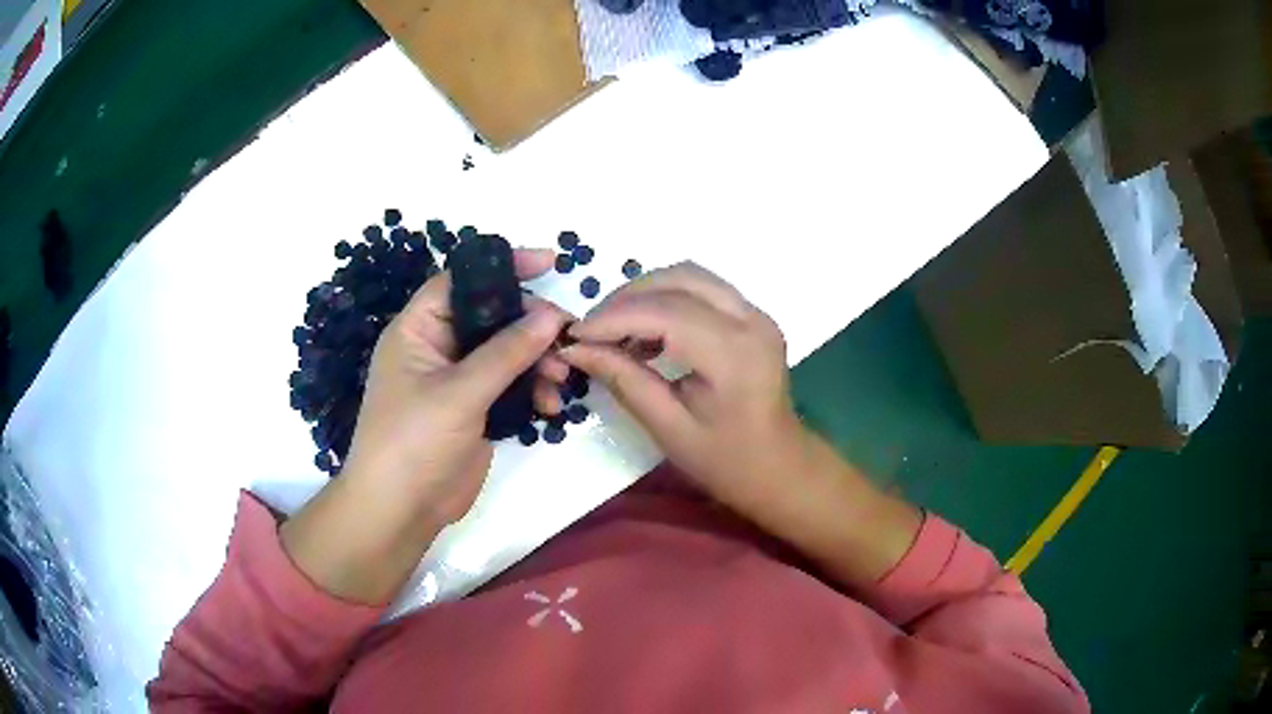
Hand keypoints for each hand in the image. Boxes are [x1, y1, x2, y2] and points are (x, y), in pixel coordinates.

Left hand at [341, 248, 572, 525]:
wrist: (401, 511)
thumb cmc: (413, 441)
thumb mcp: (459, 393)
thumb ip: (507, 352)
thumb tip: (552, 315)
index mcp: (418, 330)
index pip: (461, 282)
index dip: (502, 267)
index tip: (548, 263)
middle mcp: (438, 348)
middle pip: (492, 317)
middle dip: (530, 325)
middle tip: (566, 337)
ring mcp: (458, 381)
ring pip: (507, 353)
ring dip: (538, 361)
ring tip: (561, 379)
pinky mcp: (476, 410)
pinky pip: (512, 387)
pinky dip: (533, 391)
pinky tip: (550, 408)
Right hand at [561, 262, 920, 585]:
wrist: (780, 466)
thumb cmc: (726, 460)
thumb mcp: (668, 428)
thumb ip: (624, 380)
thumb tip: (576, 348)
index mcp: (735, 355)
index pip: (665, 313)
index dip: (614, 317)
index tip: (574, 334)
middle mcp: (752, 321)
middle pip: (679, 280)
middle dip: (627, 298)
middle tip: (592, 330)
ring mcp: (757, 314)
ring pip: (690, 276)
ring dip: (646, 293)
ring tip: (614, 329)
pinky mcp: (753, 316)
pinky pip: (702, 289)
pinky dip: (667, 299)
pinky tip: (646, 332)